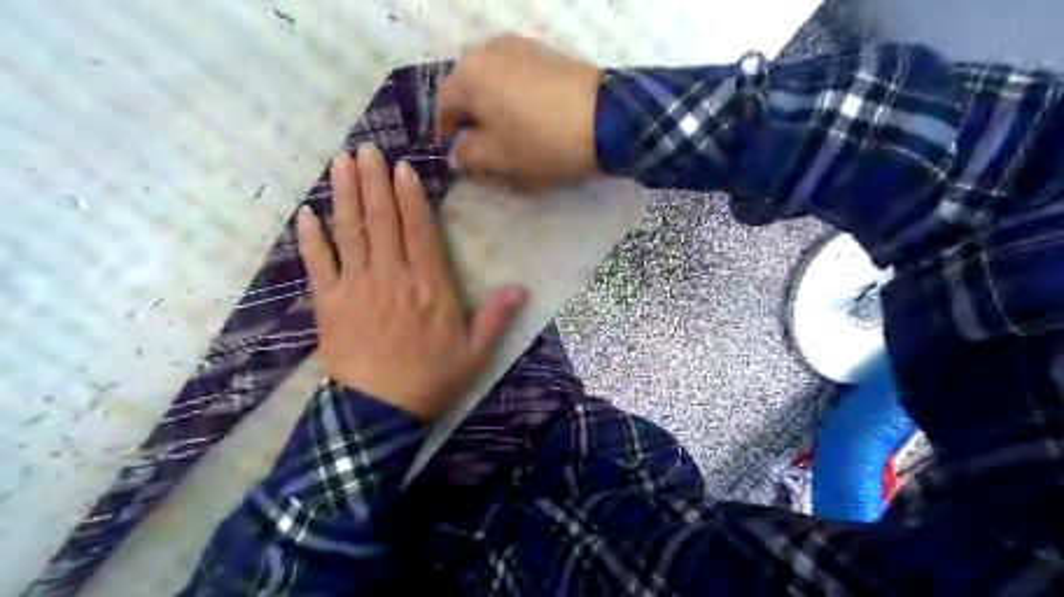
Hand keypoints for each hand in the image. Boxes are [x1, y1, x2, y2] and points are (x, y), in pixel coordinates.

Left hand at [297, 145, 530, 419]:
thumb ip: (496, 318)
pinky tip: (305, 214)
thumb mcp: (475, 354)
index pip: (419, 231)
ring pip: (350, 232)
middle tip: (366, 150)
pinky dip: (311, 238)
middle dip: (374, 182)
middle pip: (382, 221)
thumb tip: (521, 288)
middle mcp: (392, 277)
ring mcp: (356, 287)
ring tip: (341, 163)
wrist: (378, 412)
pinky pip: (317, 264)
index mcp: (430, 286)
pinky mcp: (329, 303)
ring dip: (345, 196)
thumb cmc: (431, 379)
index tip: (401, 167)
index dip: (410, 196)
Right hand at [432, 34, 597, 189]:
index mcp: (469, 74)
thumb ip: (466, 156)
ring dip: (494, 112)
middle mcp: (489, 50)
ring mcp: (522, 48)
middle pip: (469, 92)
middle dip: (472, 123)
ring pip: (495, 86)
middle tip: (482, 152)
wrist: (606, 119)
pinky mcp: (549, 55)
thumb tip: (457, 152)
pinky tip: (530, 123)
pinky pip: (518, 80)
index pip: (443, 106)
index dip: (445, 135)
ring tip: (509, 140)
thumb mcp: (496, 158)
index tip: (454, 157)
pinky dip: (516, 102)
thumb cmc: (541, 142)